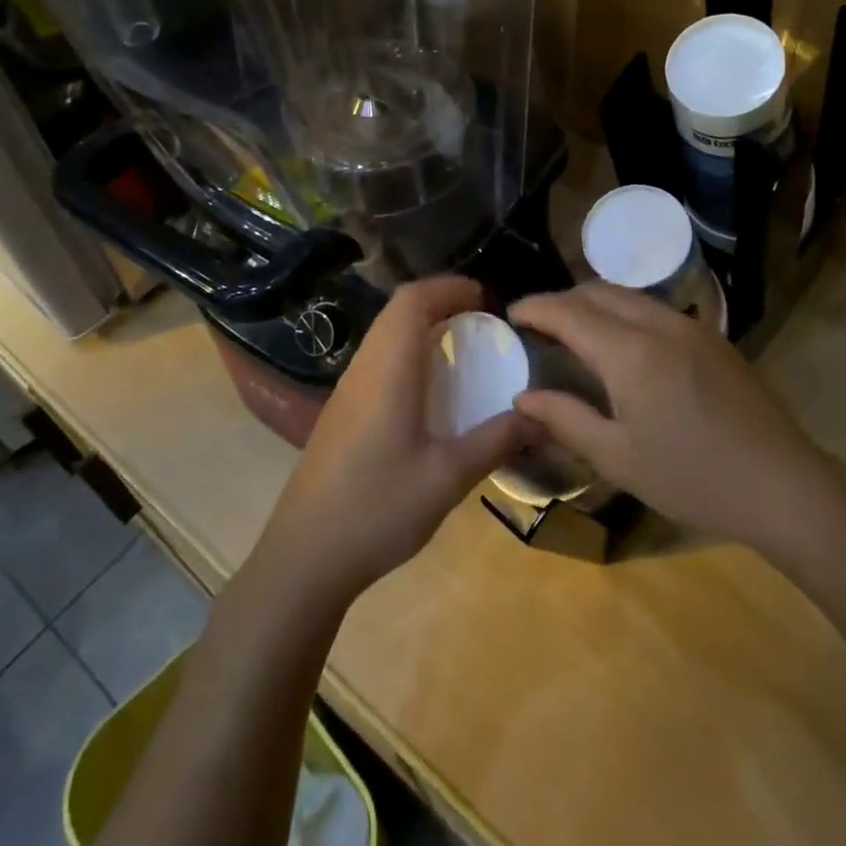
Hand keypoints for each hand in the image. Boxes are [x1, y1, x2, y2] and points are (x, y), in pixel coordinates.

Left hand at [259, 276, 536, 605]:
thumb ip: (496, 441)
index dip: (448, 287)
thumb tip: (541, 416)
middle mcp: (364, 368)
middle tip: (481, 319)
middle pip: (398, 311)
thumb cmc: (377, 509)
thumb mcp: (447, 477)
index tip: (485, 297)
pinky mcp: (341, 413)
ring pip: (384, 334)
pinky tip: (429, 391)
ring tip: (461, 348)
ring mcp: (347, 391)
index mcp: (388, 370)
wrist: (304, 557)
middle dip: (440, 302)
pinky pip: (378, 359)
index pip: (413, 300)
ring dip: (421, 326)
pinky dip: (408, 351)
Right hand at [509, 283, 826, 551]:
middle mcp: (659, 324)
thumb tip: (522, 397)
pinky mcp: (713, 337)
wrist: (782, 484)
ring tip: (575, 327)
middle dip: (563, 298)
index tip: (511, 312)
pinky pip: (655, 308)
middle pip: (599, 291)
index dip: (537, 308)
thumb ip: (565, 419)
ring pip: (630, 295)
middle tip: (539, 322)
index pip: (570, 312)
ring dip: (595, 301)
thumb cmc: (692, 477)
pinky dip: (625, 311)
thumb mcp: (618, 458)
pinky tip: (623, 340)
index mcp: (630, 351)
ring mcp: (691, 326)